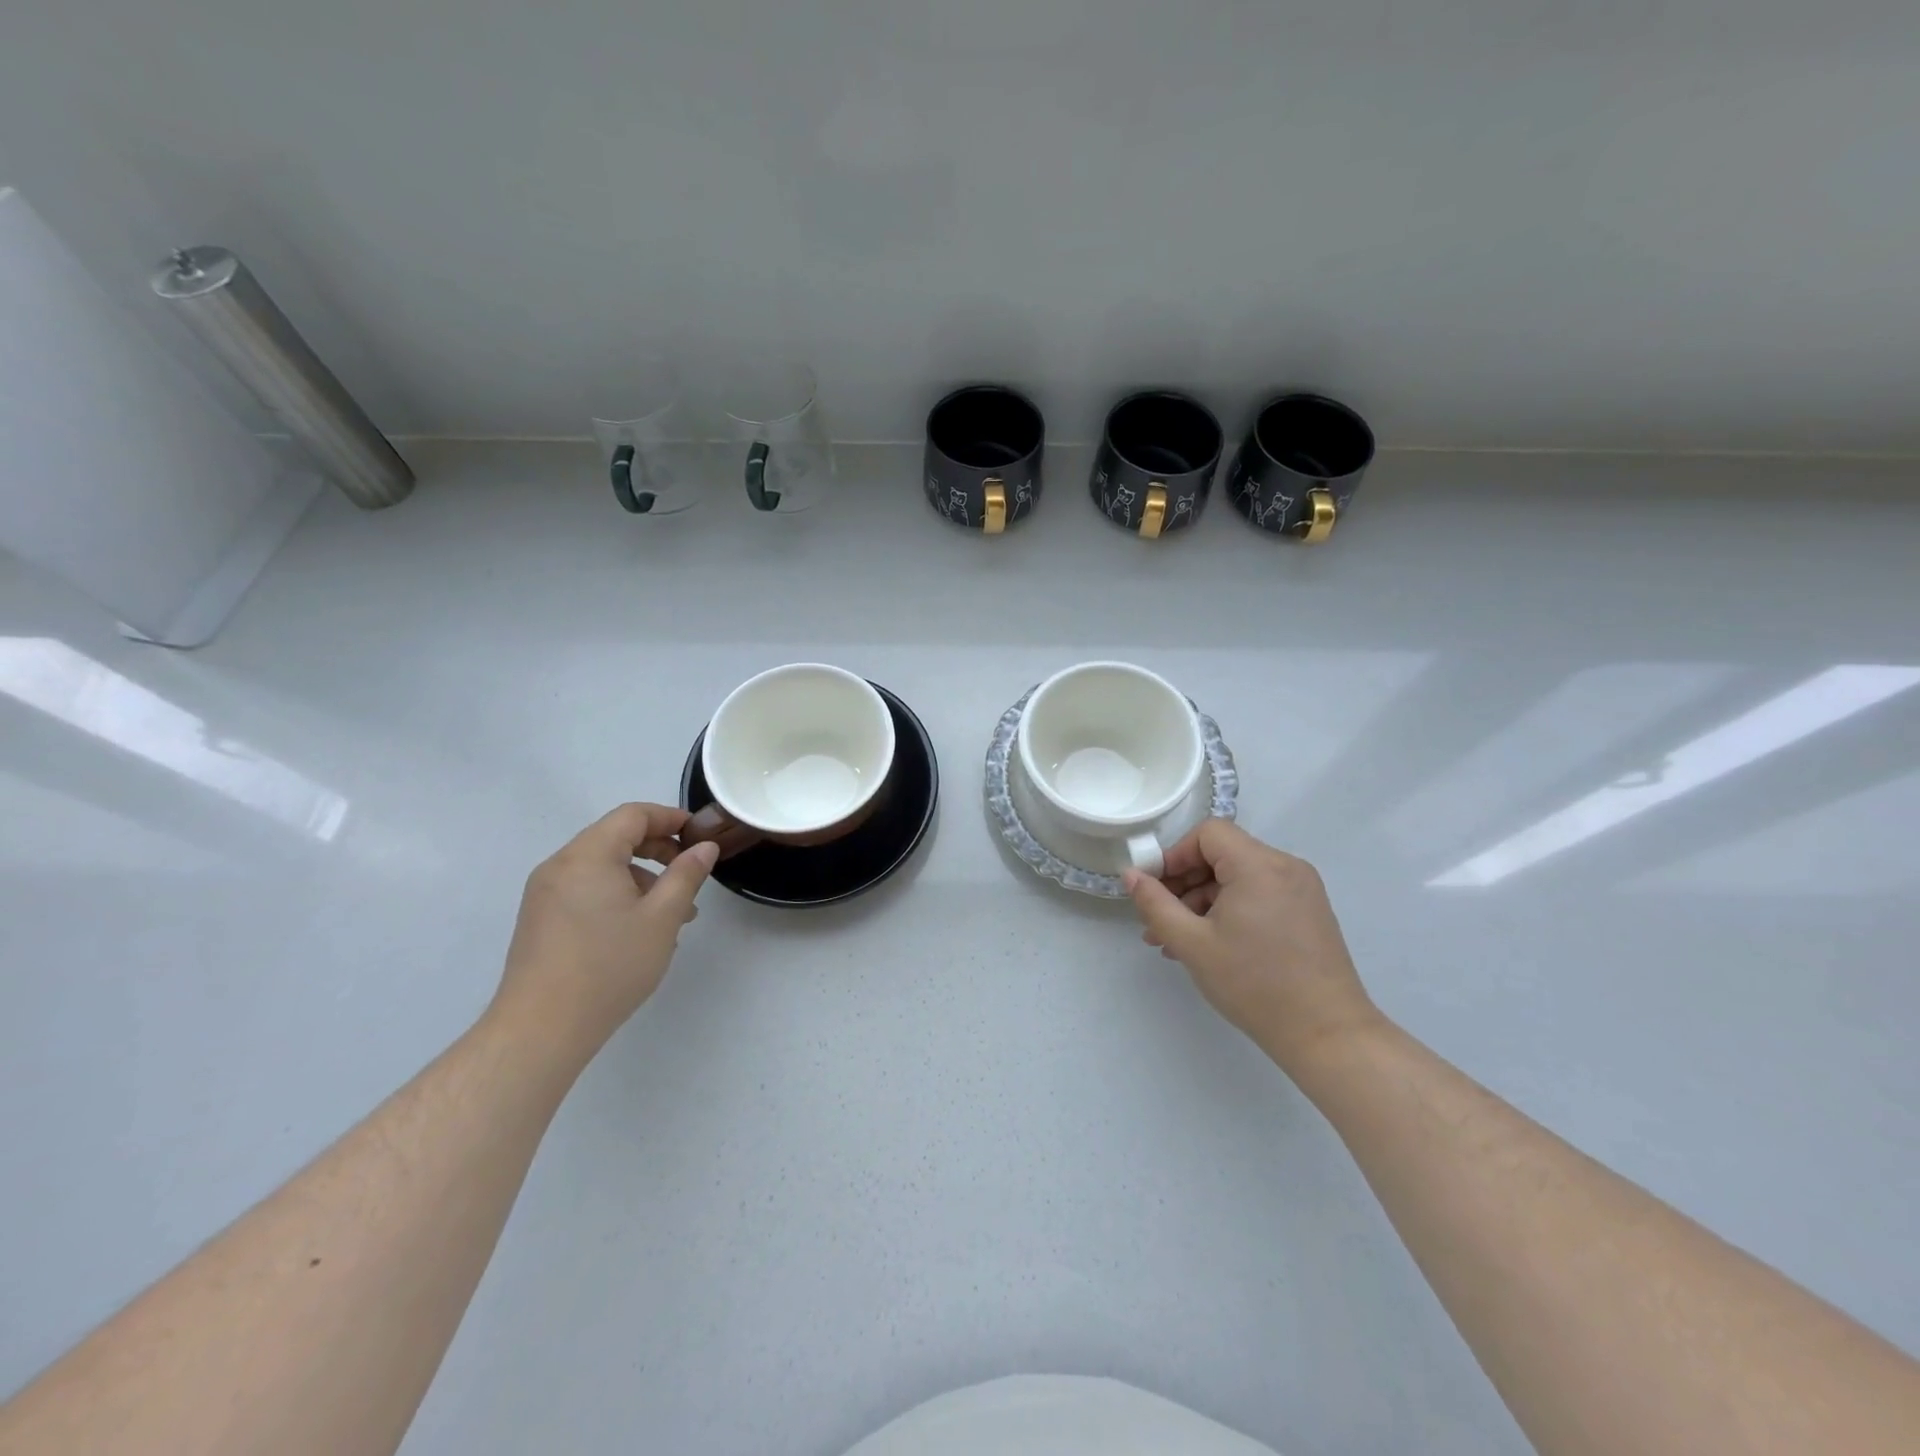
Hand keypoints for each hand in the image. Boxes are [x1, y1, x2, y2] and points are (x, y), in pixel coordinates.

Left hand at [490, 803, 718, 1063]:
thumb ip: (686, 875)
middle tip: (690, 875)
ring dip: (640, 877)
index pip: (633, 815)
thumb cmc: (609, 966)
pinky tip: (638, 930)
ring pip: (602, 866)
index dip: (670, 818)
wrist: (541, 1029)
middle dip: (658, 850)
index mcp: (588, 855)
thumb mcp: (662, 918)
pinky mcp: (540, 919)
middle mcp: (560, 865)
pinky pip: (586, 889)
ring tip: (672, 914)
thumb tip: (704, 847)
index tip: (700, 837)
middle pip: (615, 837)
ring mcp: (545, 893)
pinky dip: (617, 894)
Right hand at [1124, 820, 1381, 1069]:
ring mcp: (1302, 890)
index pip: (1208, 834)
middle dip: (1185, 883)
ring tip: (1178, 941)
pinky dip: (1231, 910)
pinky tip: (1210, 945)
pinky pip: (1259, 895)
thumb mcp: (1192, 943)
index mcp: (1259, 865)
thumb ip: (1155, 903)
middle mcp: (1285, 867)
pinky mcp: (1309, 912)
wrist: (1327, 1035)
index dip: (1175, 855)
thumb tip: (1131, 874)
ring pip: (1239, 877)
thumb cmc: (1254, 984)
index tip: (1156, 890)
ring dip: (1204, 901)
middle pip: (1223, 854)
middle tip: (1159, 919)